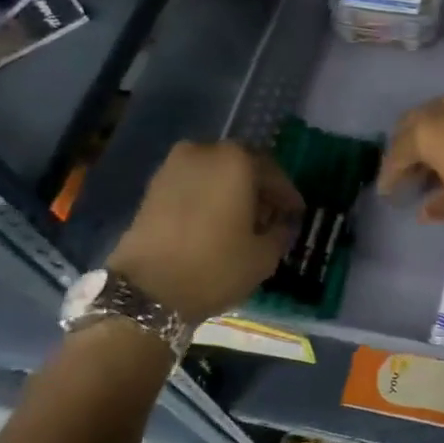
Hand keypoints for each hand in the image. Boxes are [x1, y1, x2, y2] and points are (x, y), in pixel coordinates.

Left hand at [106, 141, 301, 321]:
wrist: (147, 290)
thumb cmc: (215, 266)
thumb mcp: (263, 256)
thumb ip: (280, 233)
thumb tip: (282, 224)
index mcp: (237, 160)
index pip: (273, 173)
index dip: (287, 195)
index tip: (296, 213)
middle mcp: (205, 152)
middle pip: (242, 167)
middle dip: (258, 189)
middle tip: (271, 215)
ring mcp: (173, 166)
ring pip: (215, 174)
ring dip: (231, 192)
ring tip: (242, 221)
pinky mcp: (153, 186)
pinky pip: (192, 184)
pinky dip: (207, 197)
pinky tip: (215, 223)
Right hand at [378, 94, 443, 237]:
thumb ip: (441, 206)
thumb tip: (426, 208)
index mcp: (431, 131)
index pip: (398, 152)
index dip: (391, 175)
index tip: (388, 193)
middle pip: (416, 125)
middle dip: (407, 149)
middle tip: (406, 175)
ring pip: (441, 116)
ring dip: (432, 138)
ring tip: (433, 167)